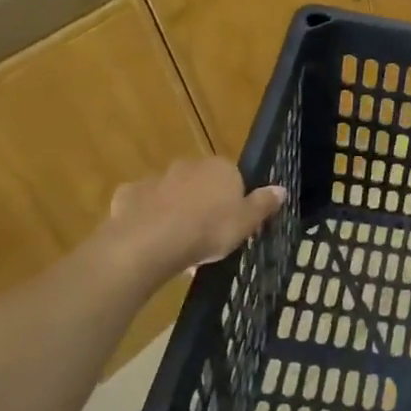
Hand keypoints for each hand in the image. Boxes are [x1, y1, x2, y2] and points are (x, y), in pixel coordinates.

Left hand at [98, 158, 286, 283]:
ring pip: (171, 193)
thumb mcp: (246, 222)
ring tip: (179, 244)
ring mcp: (156, 178)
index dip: (232, 200)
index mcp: (220, 168)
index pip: (233, 177)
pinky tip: (150, 239)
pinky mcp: (129, 194)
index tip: (231, 223)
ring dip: (175, 210)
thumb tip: (281, 188)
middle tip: (206, 235)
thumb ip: (263, 204)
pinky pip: (143, 205)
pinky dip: (147, 217)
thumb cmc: (208, 230)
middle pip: (200, 182)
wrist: (150, 242)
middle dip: (202, 203)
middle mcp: (188, 165)